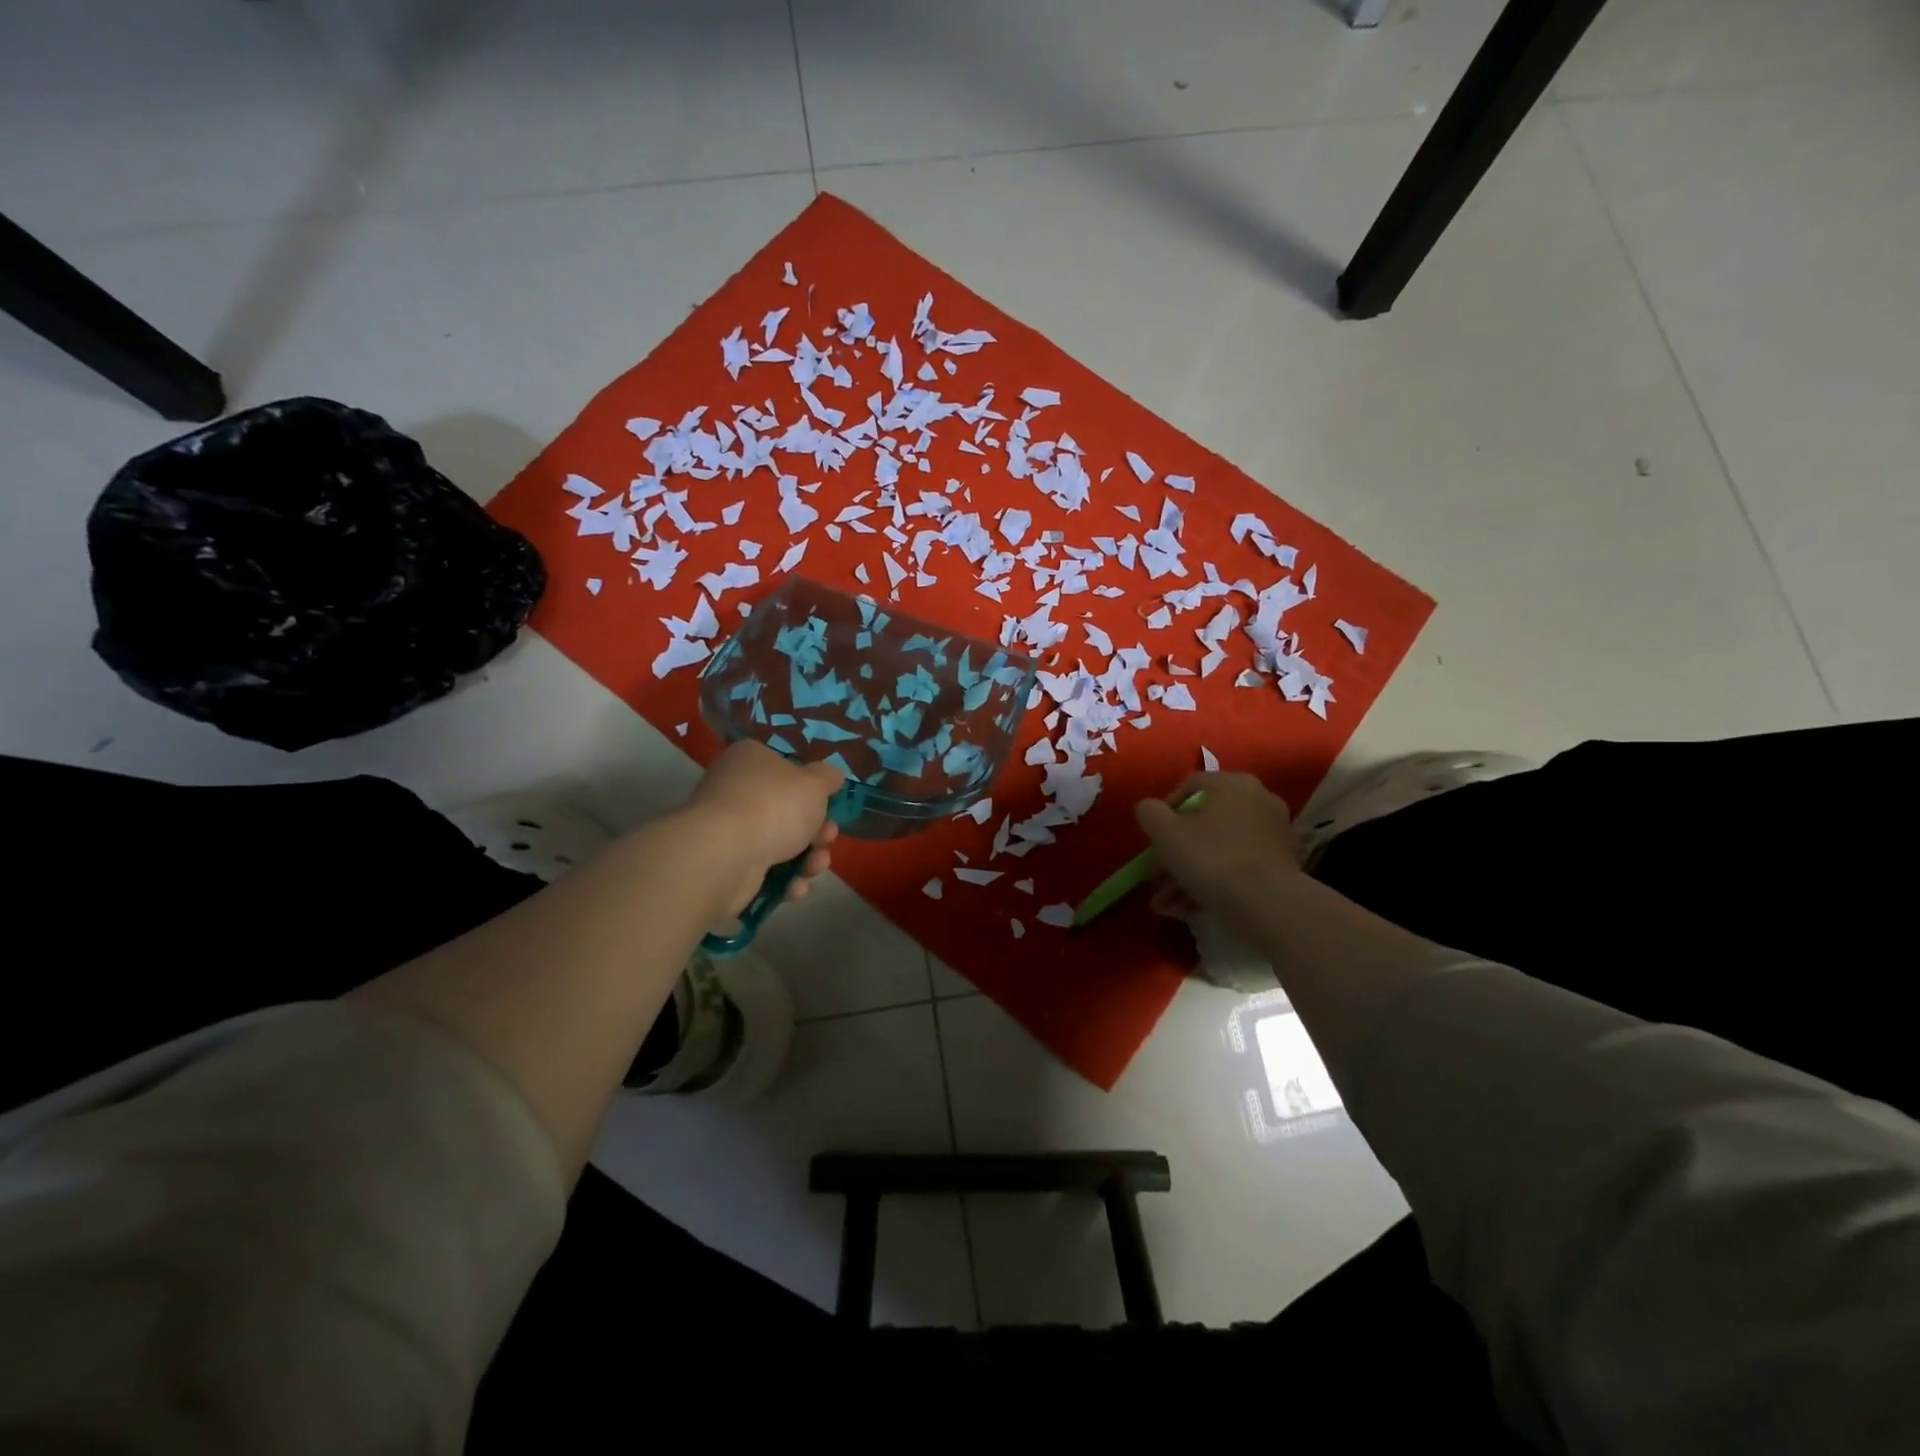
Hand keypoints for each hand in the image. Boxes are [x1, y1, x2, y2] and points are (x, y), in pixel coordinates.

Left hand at [685, 740, 843, 915]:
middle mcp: (735, 791)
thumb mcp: (814, 783)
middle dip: (816, 830)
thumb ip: (827, 778)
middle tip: (827, 837)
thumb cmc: (774, 806)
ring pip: (779, 845)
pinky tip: (796, 886)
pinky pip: (764, 872)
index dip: (811, 788)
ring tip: (816, 866)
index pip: (784, 768)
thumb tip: (832, 775)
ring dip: (807, 859)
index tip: (829, 805)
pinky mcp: (726, 867)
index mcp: (750, 760)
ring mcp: (728, 832)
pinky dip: (784, 881)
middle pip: (786, 812)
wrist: (727, 855)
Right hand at [1135, 772, 1299, 920]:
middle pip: (1204, 823)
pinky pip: (1237, 868)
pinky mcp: (1281, 866)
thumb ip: (1149, 812)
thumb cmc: (1211, 857)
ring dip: (1187, 875)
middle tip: (1157, 877)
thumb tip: (1148, 809)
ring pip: (1218, 850)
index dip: (1164, 811)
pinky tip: (1189, 909)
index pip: (1190, 786)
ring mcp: (1273, 835)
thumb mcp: (1165, 832)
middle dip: (1175, 853)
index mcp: (1234, 784)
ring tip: (1166, 904)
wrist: (1267, 905)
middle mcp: (1259, 801)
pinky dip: (1213, 883)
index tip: (1152, 839)